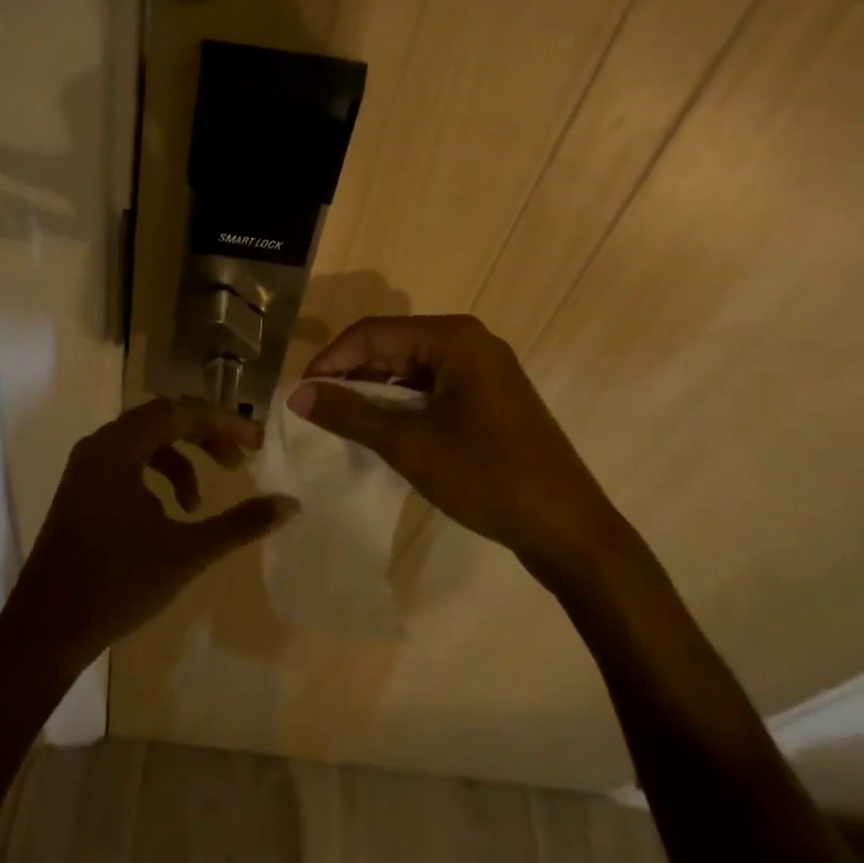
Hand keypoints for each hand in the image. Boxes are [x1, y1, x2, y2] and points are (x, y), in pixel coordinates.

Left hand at [0, 397, 297, 681]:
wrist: (46, 631)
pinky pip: (127, 464)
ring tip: (199, 503)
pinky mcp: (81, 491)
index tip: (257, 443)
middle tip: (239, 460)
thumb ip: (239, 524)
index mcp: (118, 448)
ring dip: (180, 460)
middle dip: (204, 435)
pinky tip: (168, 514)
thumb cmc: (116, 584)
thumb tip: (290, 504)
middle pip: (161, 419)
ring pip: (144, 442)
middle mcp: (99, 446)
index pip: (179, 412)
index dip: (222, 422)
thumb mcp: (186, 553)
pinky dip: (155, 477)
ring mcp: (85, 468)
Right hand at [289, 315, 628, 589]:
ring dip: (375, 393)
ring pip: (411, 370)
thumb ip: (349, 413)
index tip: (300, 393)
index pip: (373, 333)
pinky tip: (382, 431)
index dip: (331, 359)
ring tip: (342, 423)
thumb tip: (295, 394)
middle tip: (316, 410)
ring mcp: (483, 370)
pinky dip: (402, 405)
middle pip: (392, 347)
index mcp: (453, 338)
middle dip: (352, 376)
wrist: (568, 529)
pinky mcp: (489, 398)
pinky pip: (432, 389)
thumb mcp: (409, 443)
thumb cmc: (486, 476)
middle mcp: (469, 342)